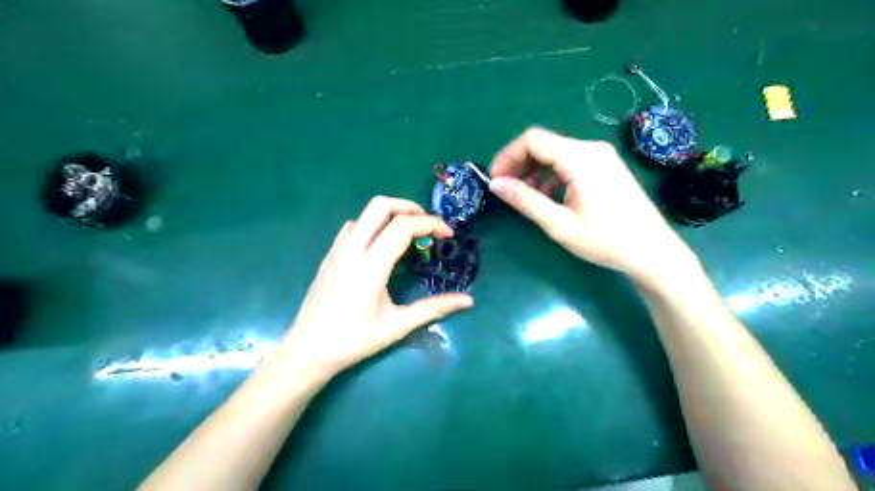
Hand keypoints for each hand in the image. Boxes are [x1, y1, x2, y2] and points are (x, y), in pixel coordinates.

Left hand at [279, 197, 470, 380]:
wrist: (307, 351)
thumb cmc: (353, 341)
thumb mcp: (397, 326)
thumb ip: (434, 309)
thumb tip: (468, 301)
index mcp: (370, 267)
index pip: (402, 227)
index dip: (430, 224)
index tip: (448, 234)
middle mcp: (352, 250)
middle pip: (380, 205)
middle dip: (410, 207)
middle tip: (428, 226)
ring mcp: (337, 250)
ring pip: (365, 214)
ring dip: (391, 214)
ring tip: (409, 235)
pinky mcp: (330, 255)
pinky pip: (353, 227)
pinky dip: (373, 225)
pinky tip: (380, 246)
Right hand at [492, 126, 697, 287]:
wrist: (653, 251)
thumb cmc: (606, 240)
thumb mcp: (559, 224)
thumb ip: (525, 201)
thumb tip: (495, 184)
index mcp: (580, 158)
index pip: (533, 140)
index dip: (508, 156)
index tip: (495, 180)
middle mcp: (591, 148)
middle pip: (544, 144)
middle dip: (519, 164)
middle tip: (505, 190)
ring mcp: (601, 156)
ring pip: (555, 153)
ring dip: (534, 171)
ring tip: (524, 197)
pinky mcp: (605, 166)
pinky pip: (570, 162)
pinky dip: (551, 175)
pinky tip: (547, 197)